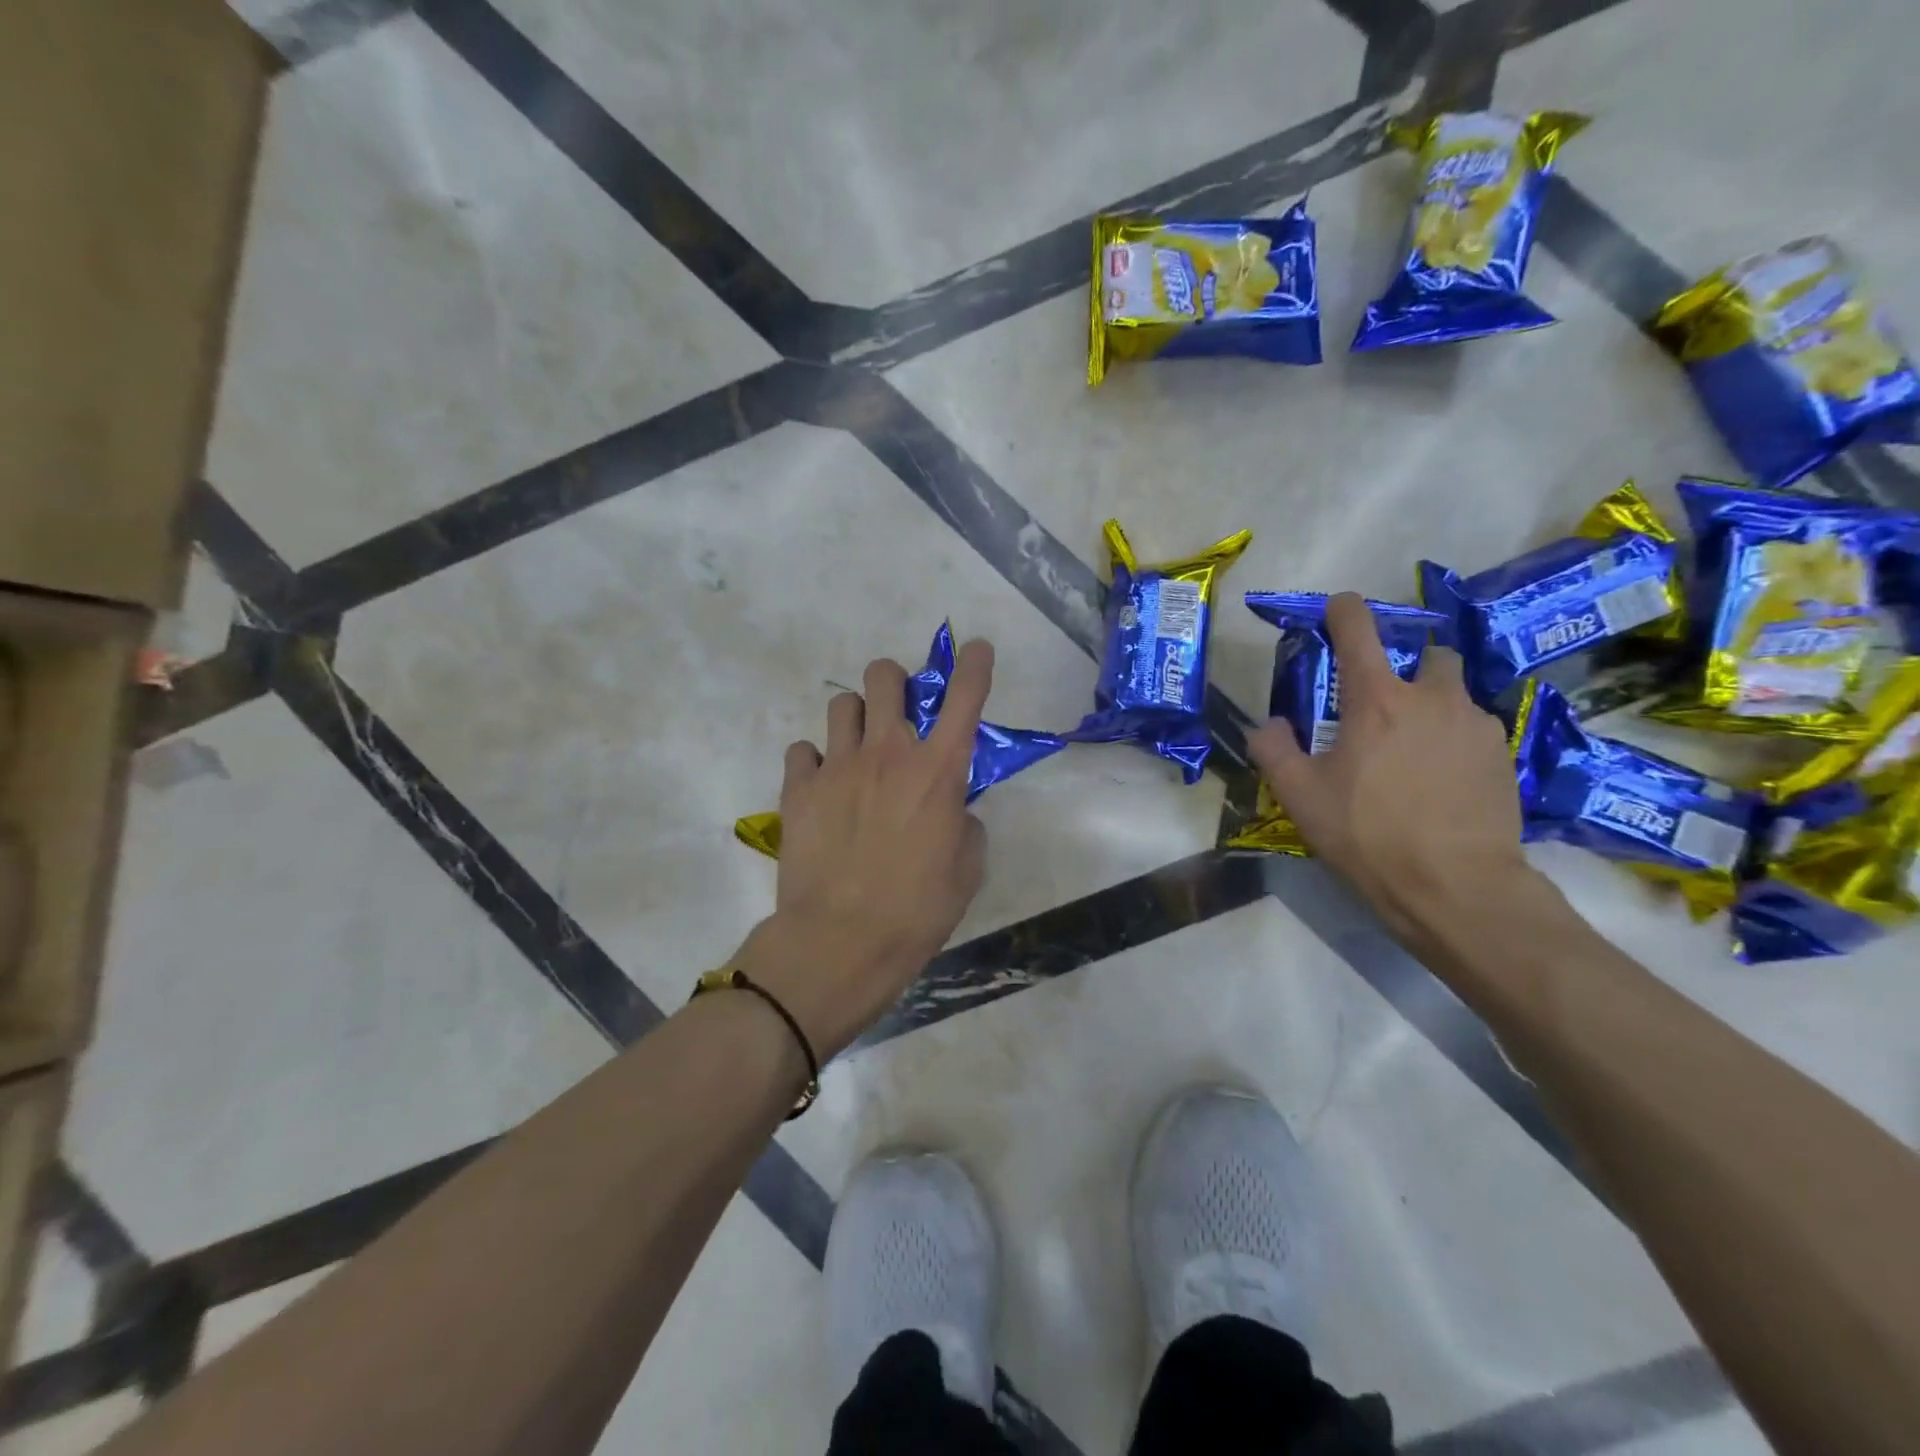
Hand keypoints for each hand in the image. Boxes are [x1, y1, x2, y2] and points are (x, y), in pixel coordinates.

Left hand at [736, 643, 993, 1058]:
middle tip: (896, 709)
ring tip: (857, 750)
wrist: (842, 939)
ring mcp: (838, 766)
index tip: (977, 648)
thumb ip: (965, 825)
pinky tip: (822, 786)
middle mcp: (888, 753)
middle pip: (885, 677)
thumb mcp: (966, 870)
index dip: (975, 665)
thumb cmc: (917, 910)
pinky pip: (803, 751)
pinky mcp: (799, 788)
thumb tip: (952, 810)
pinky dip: (815, 761)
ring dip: (855, 718)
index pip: (964, 698)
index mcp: (938, 771)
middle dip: (894, 681)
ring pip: (841, 704)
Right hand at [1245, 593, 1537, 948]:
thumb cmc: (1367, 834)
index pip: (1360, 631)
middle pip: (1428, 654)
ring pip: (1454, 695)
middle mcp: (1432, 698)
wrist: (1456, 886)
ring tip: (1413, 751)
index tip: (1337, 608)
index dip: (1344, 611)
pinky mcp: (1504, 757)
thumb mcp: (1299, 796)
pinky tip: (1441, 779)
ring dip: (1432, 707)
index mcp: (1377, 700)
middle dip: (1408, 666)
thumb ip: (1273, 749)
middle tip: (1384, 704)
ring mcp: (1477, 726)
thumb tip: (1268, 724)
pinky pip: (1474, 730)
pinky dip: (1454, 740)